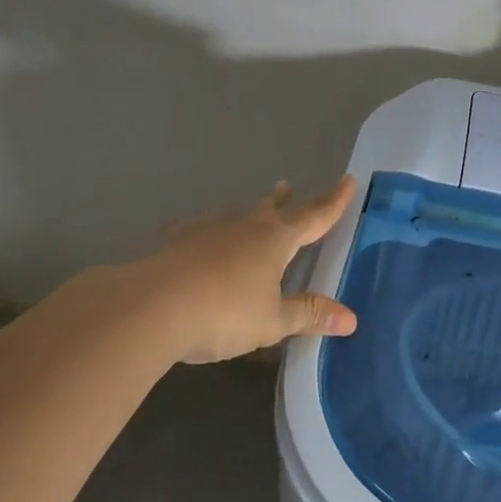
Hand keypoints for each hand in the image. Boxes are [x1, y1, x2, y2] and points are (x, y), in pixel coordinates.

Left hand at [136, 177, 359, 364]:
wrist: (149, 308)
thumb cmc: (223, 314)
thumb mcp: (272, 321)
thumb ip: (308, 314)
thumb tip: (351, 319)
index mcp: (275, 240)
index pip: (314, 216)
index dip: (334, 202)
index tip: (348, 180)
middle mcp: (245, 226)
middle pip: (273, 209)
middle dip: (287, 202)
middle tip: (289, 188)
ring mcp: (208, 230)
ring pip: (236, 214)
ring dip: (249, 211)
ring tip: (253, 208)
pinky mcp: (177, 242)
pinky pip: (195, 228)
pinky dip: (202, 229)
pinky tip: (188, 229)